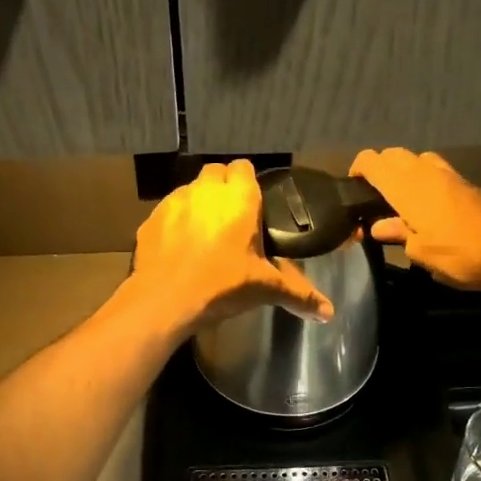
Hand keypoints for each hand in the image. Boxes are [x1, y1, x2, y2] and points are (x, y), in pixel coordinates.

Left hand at [124, 160, 333, 338]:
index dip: (249, 182)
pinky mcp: (151, 219)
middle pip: (216, 172)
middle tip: (232, 218)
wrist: (163, 301)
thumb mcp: (264, 289)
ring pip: (190, 189)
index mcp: (239, 199)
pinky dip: (176, 221)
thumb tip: (329, 313)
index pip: (244, 167)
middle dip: (224, 188)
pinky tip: (180, 246)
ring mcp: (174, 202)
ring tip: (205, 232)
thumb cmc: (221, 287)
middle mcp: (206, 191)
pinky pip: (168, 210)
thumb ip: (299, 294)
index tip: (254, 204)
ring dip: (199, 202)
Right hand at [350, 148, 480, 291]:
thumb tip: (378, 226)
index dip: (358, 169)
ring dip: (404, 170)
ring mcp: (448, 174)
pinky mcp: (466, 183)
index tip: (352, 187)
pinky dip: (423, 178)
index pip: (372, 161)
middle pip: (394, 154)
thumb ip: (398, 234)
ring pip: (416, 158)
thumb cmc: (459, 253)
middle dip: (380, 168)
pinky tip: (425, 203)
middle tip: (374, 195)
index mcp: (406, 187)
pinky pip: (435, 169)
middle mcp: (425, 172)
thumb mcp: (421, 252)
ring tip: (400, 198)